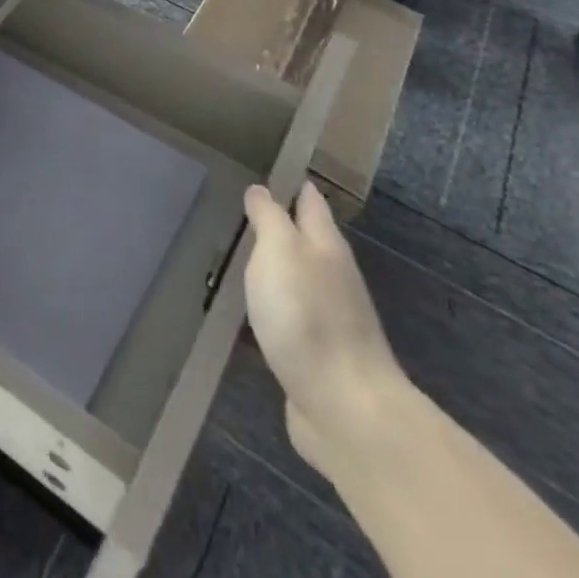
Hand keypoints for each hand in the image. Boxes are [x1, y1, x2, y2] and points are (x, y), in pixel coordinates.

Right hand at [242, 182, 410, 481]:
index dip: (292, 182)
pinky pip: (286, 321)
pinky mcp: (314, 357)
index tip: (267, 167)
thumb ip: (269, 218)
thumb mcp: (280, 251)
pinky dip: (267, 311)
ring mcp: (327, 320)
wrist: (345, 410)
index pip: (310, 201)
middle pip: (305, 241)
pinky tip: (244, 315)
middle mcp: (331, 277)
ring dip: (270, 270)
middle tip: (238, 210)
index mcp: (325, 245)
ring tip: (233, 258)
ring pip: (294, 281)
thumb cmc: (308, 317)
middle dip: (278, 225)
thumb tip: (261, 190)